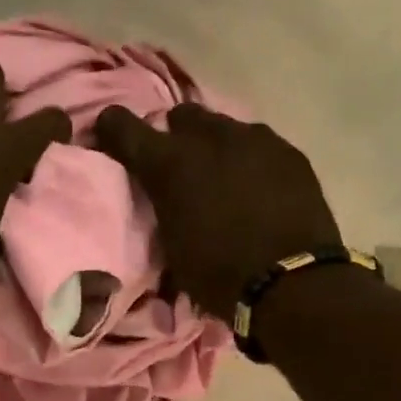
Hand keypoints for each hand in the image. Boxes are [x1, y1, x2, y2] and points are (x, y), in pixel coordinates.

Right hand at [94, 103, 340, 317]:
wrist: (292, 284)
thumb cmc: (219, 276)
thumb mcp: (172, 246)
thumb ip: (161, 206)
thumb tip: (159, 194)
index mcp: (170, 163)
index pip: (122, 126)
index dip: (112, 128)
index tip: (109, 136)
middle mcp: (209, 138)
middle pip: (181, 116)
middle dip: (175, 136)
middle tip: (180, 167)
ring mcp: (255, 140)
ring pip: (223, 127)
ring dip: (215, 147)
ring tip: (224, 178)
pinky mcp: (289, 152)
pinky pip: (259, 145)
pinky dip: (250, 161)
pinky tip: (257, 188)